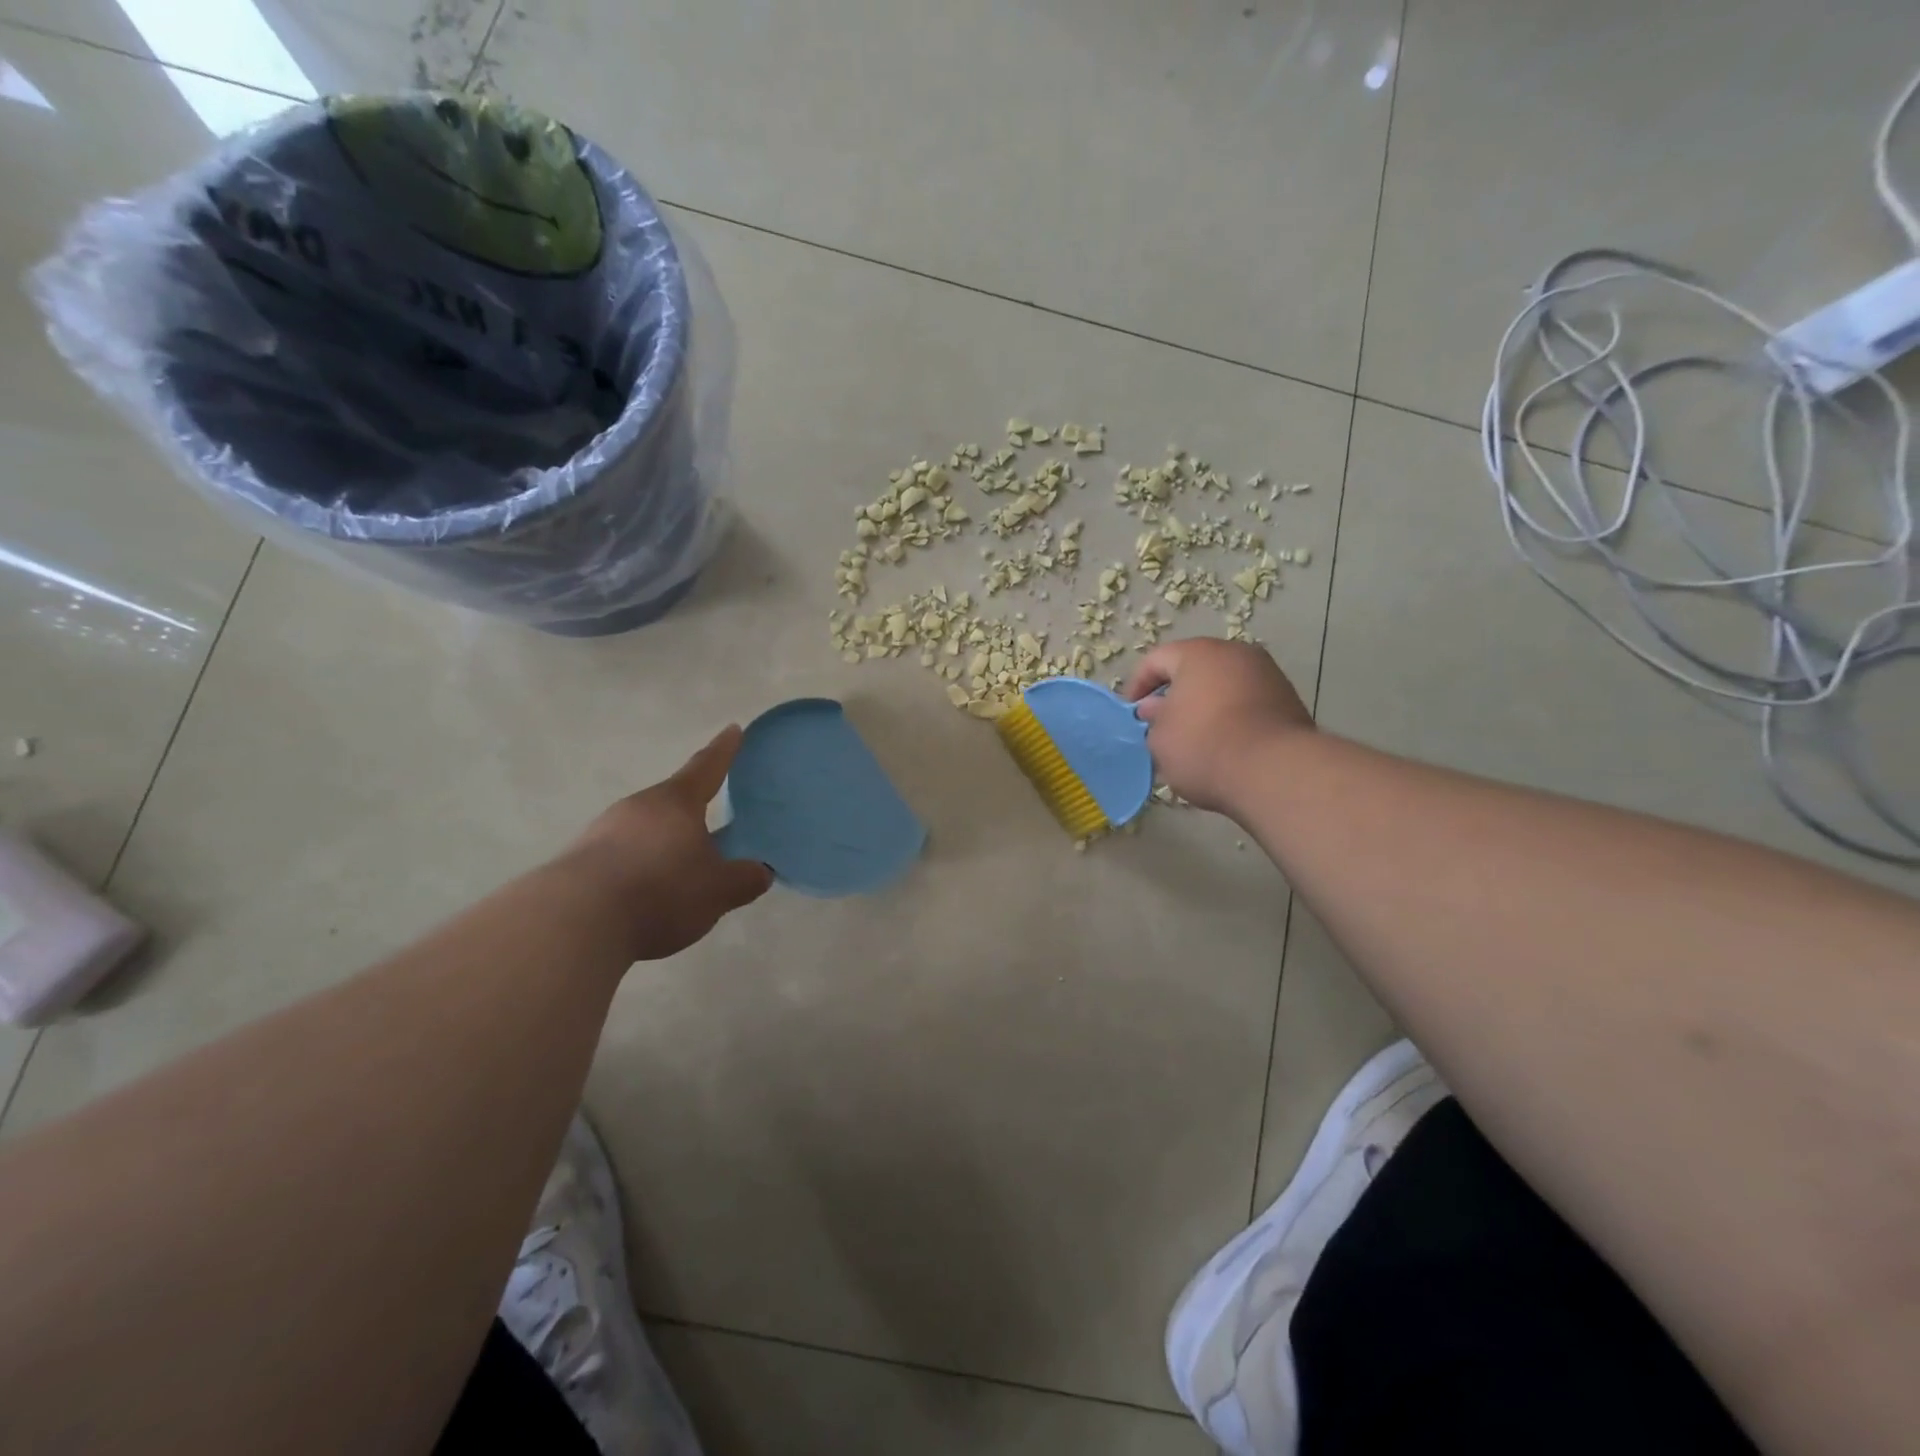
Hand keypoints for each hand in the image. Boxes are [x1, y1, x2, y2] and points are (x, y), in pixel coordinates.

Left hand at [566, 726, 773, 960]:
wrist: (575, 922)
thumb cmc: (661, 891)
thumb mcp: (717, 891)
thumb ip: (743, 879)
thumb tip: (761, 871)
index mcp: (676, 803)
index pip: (706, 768)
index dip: (723, 750)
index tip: (732, 729)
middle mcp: (637, 807)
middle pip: (670, 801)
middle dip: (690, 810)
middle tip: (709, 820)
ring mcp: (602, 832)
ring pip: (642, 829)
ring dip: (661, 843)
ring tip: (677, 870)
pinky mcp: (577, 861)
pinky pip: (620, 855)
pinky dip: (637, 867)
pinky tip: (643, 893)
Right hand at [1124, 638, 1313, 813]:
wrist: (1274, 772)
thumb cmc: (1203, 747)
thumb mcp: (1160, 739)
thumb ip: (1153, 719)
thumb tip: (1155, 708)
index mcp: (1198, 654)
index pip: (1157, 659)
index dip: (1137, 685)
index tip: (1132, 714)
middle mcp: (1236, 654)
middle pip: (1195, 669)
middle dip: (1175, 695)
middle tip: (1161, 726)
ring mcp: (1268, 676)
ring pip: (1224, 687)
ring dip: (1205, 707)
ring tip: (1193, 741)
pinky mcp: (1289, 701)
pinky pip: (1247, 704)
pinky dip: (1231, 719)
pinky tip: (1223, 747)